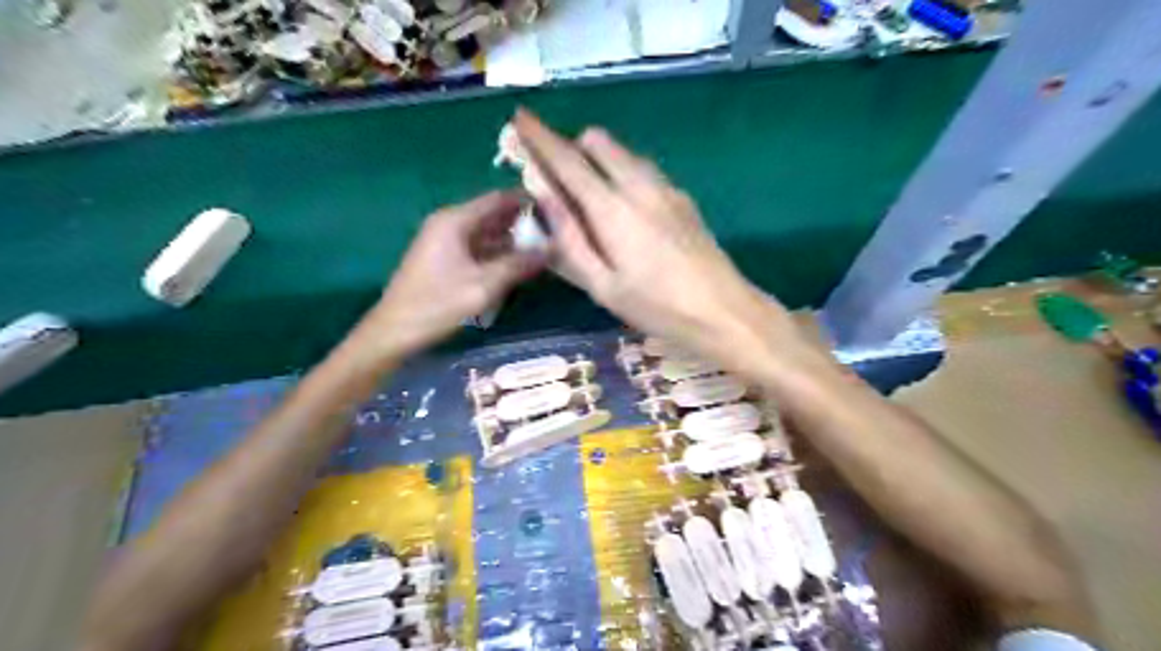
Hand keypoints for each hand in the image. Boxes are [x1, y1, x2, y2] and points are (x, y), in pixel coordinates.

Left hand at [363, 190, 544, 359]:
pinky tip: (518, 266)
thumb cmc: (438, 304)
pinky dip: (498, 254)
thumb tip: (552, 249)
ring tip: (544, 250)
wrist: (395, 331)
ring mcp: (445, 241)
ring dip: (513, 241)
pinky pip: (478, 248)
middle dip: (524, 223)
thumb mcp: (484, 286)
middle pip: (493, 215)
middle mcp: (450, 223)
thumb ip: (519, 265)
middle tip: (555, 234)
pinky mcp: (444, 259)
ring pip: (487, 233)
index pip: (499, 199)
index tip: (556, 211)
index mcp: (455, 220)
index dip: (528, 202)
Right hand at [511, 109, 808, 373]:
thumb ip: (570, 238)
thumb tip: (543, 196)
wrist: (723, 310)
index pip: (568, 159)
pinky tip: (627, 210)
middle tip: (560, 178)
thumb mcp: (602, 285)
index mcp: (612, 209)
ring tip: (591, 197)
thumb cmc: (656, 306)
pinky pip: (643, 169)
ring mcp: (666, 187)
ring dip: (599, 159)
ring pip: (624, 152)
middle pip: (599, 141)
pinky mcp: (683, 197)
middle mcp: (639, 185)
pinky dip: (624, 173)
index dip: (540, 137)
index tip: (520, 117)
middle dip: (572, 147)